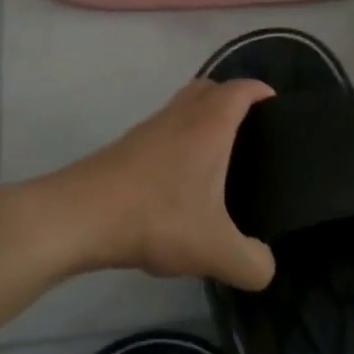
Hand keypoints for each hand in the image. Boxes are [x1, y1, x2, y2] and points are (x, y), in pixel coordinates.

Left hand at [30, 78, 277, 290]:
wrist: (77, 217)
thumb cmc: (155, 219)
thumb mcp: (216, 251)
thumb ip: (253, 264)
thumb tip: (265, 265)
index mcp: (208, 126)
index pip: (240, 89)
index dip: (260, 90)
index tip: (277, 104)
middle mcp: (179, 117)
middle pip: (209, 88)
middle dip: (231, 98)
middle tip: (251, 129)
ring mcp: (148, 129)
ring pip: (181, 108)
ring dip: (201, 118)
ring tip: (218, 156)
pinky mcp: (125, 147)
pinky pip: (162, 130)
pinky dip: (178, 140)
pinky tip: (179, 179)